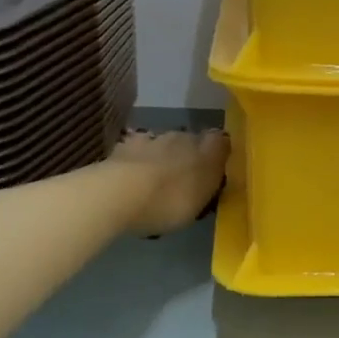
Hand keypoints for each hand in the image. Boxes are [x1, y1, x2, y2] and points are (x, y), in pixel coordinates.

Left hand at [107, 128, 228, 235]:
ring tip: (156, 180)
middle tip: (184, 178)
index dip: (218, 150)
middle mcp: (179, 137)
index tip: (217, 166)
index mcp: (205, 149)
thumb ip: (212, 179)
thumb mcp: (203, 198)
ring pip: (161, 143)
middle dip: (187, 154)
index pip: (219, 140)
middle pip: (189, 140)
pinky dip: (136, 160)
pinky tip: (132, 177)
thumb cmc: (171, 200)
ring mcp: (148, 139)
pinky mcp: (122, 147)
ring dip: (161, 156)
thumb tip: (216, 165)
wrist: (120, 194)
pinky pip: (135, 150)